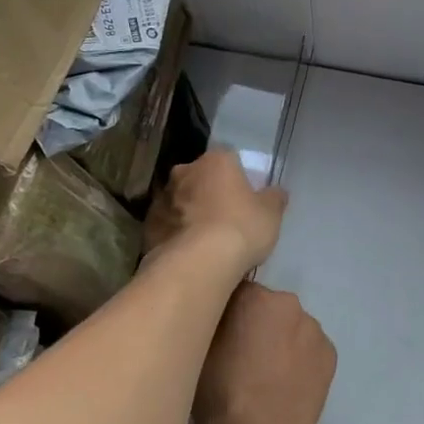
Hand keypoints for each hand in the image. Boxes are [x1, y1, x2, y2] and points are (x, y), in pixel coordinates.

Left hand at [146, 150, 287, 273]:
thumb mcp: (271, 214)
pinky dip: (176, 233)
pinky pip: (167, 224)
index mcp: (216, 161)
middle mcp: (185, 171)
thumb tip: (276, 192)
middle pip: (201, 177)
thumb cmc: (241, 228)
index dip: (238, 177)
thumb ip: (274, 198)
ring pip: (181, 200)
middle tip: (225, 216)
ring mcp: (162, 198)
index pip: (229, 159)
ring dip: (191, 212)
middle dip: (210, 192)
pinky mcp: (147, 225)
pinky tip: (189, 252)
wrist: (198, 263)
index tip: (245, 196)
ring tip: (206, 239)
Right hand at [195, 282, 335, 423]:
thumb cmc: (222, 395)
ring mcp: (315, 329)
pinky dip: (298, 361)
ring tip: (264, 378)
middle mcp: (290, 304)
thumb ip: (211, 320)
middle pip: (267, 308)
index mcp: (256, 296)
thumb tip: (218, 311)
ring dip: (279, 342)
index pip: (235, 291)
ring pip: (289, 328)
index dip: (225, 314)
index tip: (217, 336)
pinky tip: (285, 386)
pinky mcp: (331, 354)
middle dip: (255, 326)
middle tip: (240, 359)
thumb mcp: (198, 351)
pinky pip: (308, 349)